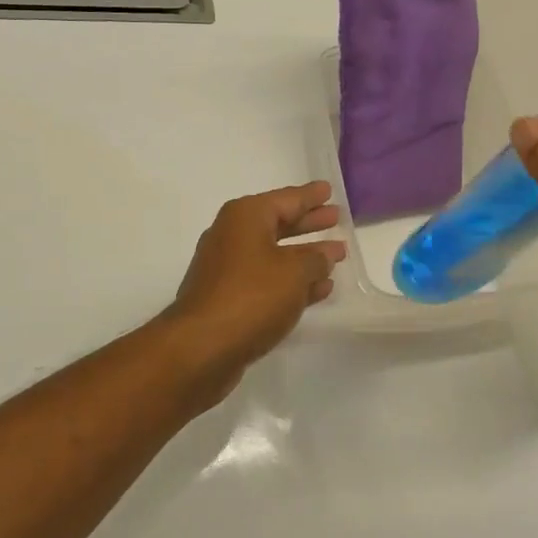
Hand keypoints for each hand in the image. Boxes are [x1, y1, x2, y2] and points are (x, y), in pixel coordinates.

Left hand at [161, 182, 346, 397]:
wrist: (202, 347)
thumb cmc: (251, 296)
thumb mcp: (295, 272)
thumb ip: (316, 259)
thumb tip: (324, 255)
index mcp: (246, 217)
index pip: (287, 198)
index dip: (310, 196)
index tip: (329, 189)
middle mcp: (233, 236)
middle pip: (279, 224)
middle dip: (308, 223)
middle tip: (336, 218)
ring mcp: (228, 269)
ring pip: (275, 255)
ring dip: (304, 256)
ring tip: (336, 256)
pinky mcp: (228, 299)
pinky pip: (267, 281)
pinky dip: (291, 282)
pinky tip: (318, 290)